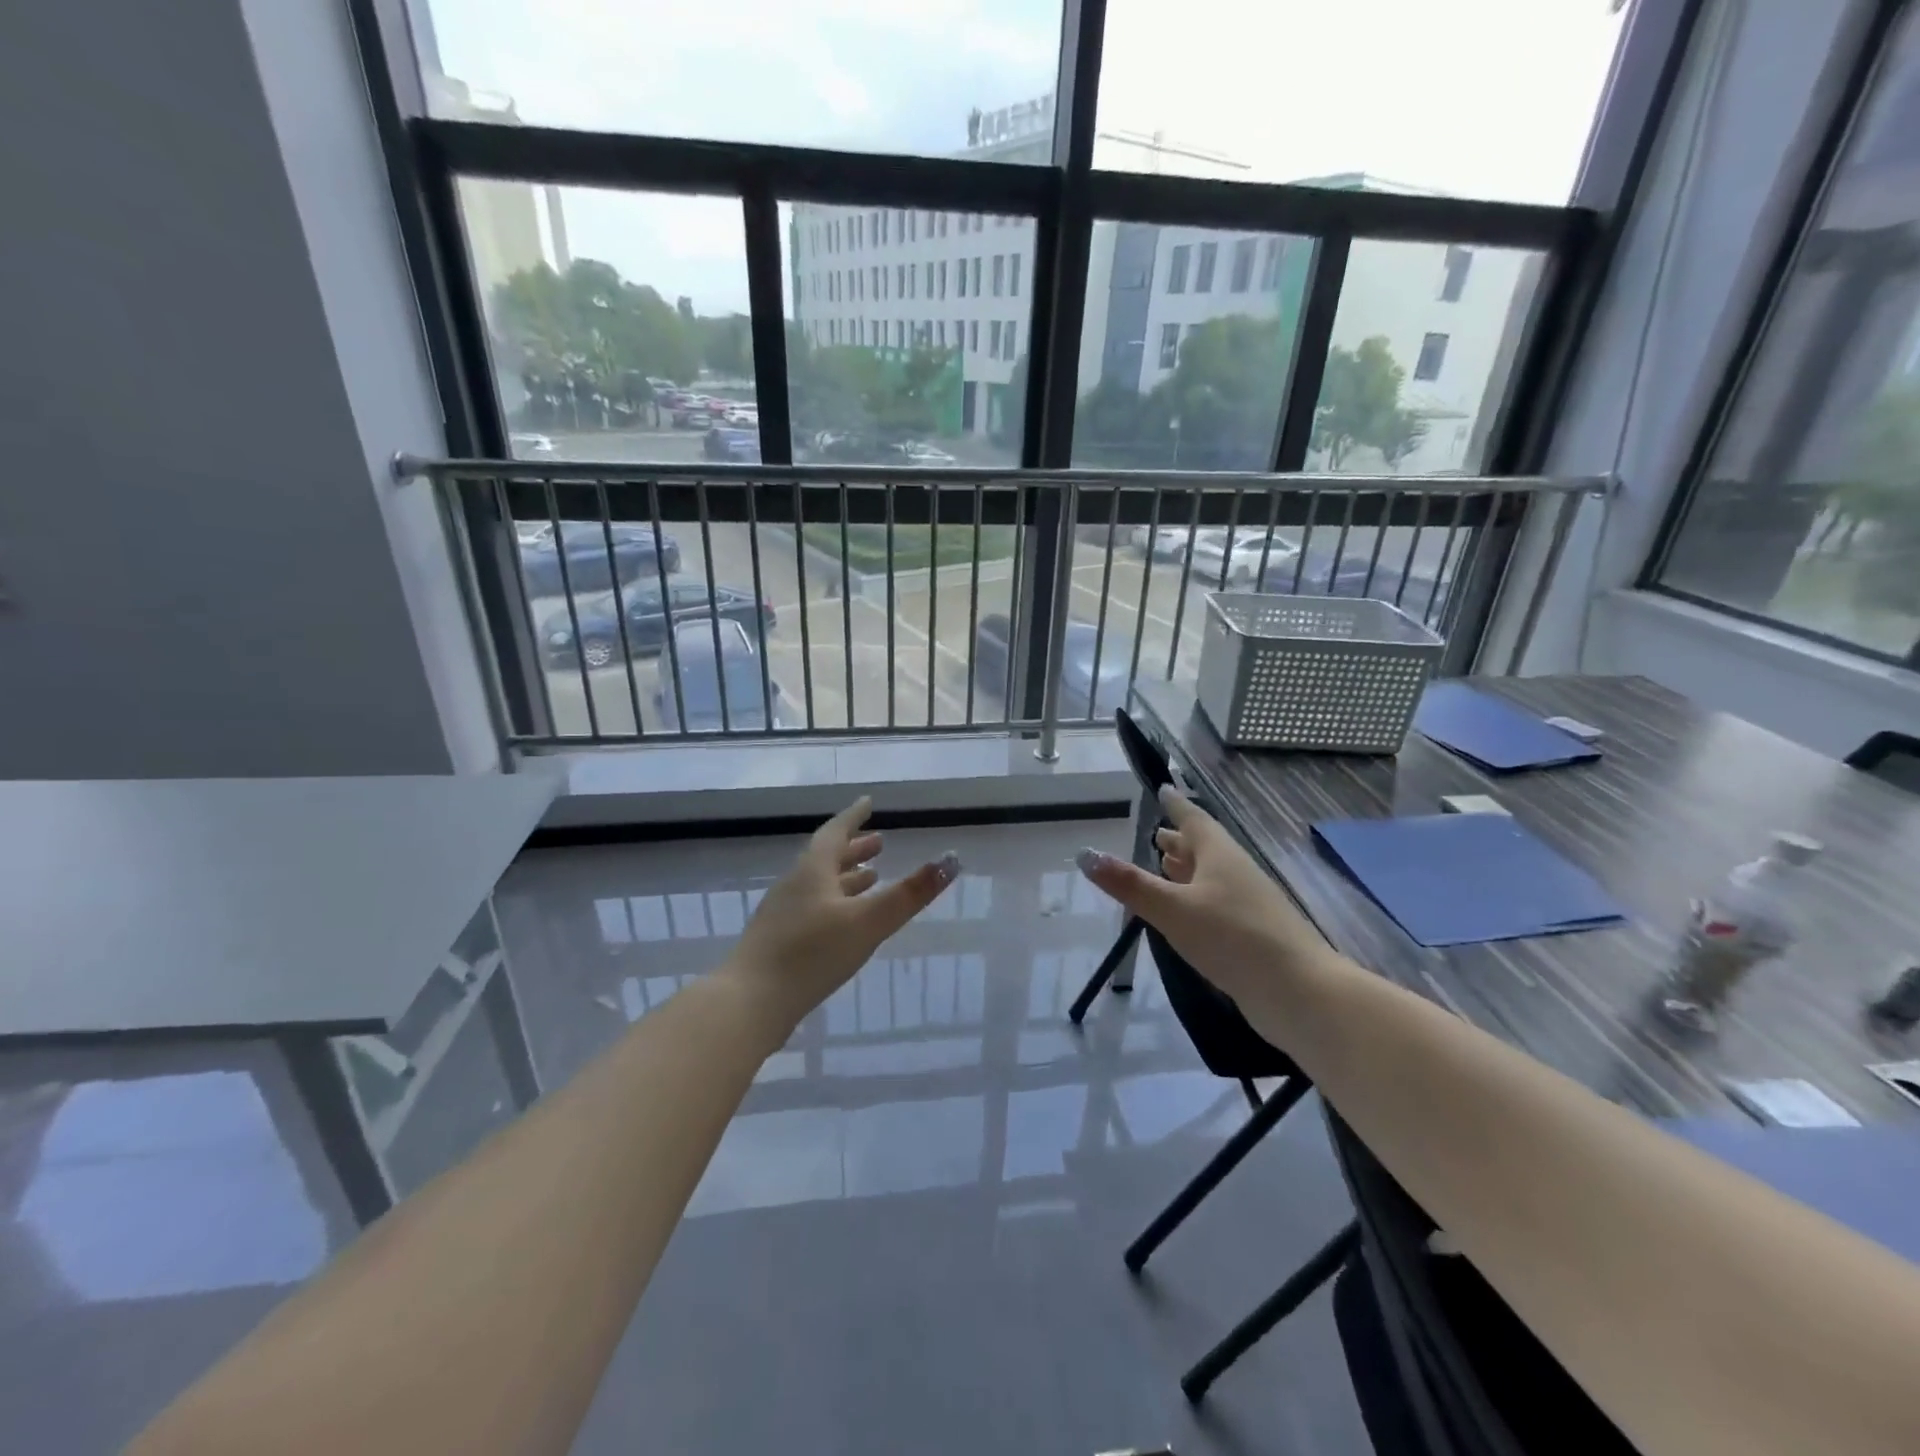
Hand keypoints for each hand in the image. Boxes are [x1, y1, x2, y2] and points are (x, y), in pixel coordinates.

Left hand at [719, 798, 957, 1036]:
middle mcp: (795, 885)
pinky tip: (844, 923)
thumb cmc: (811, 954)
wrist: (749, 1004)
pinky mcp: (778, 941)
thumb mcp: (868, 922)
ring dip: (845, 877)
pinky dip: (835, 903)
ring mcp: (782, 914)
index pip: (836, 832)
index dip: (854, 816)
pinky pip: (812, 908)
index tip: (868, 802)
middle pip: (826, 858)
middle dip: (854, 849)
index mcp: (813, 871)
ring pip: (819, 884)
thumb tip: (950, 860)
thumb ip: (909, 894)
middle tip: (880, 843)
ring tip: (870, 877)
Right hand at [1075, 786, 1338, 1004]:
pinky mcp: (1251, 934)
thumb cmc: (1233, 938)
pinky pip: (1217, 904)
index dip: (1176, 805)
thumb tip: (1085, 854)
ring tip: (1165, 867)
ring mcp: (1247, 904)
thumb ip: (1130, 884)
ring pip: (1211, 877)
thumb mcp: (1173, 909)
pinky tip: (1185, 914)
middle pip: (1204, 848)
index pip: (1193, 819)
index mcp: (1220, 855)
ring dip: (1188, 870)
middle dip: (1180, 840)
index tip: (1164, 789)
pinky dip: (1196, 899)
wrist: (1299, 992)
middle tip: (1156, 834)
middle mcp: (1235, 872)